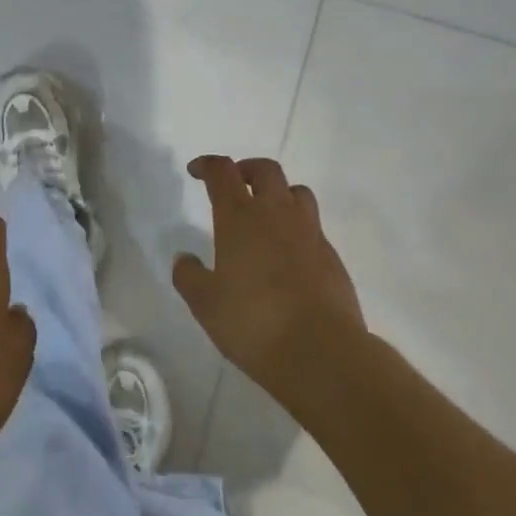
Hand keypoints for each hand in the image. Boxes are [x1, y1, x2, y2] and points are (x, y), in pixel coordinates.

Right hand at [173, 157, 369, 391]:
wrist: (320, 351)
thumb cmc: (252, 322)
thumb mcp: (205, 304)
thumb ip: (190, 276)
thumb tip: (184, 258)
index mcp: (240, 218)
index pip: (223, 172)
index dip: (208, 165)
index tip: (197, 171)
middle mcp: (277, 214)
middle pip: (266, 170)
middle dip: (246, 169)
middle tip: (234, 184)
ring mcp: (309, 233)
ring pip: (297, 192)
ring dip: (278, 192)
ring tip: (265, 212)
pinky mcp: (331, 256)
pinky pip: (313, 225)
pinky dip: (297, 226)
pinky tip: (287, 253)